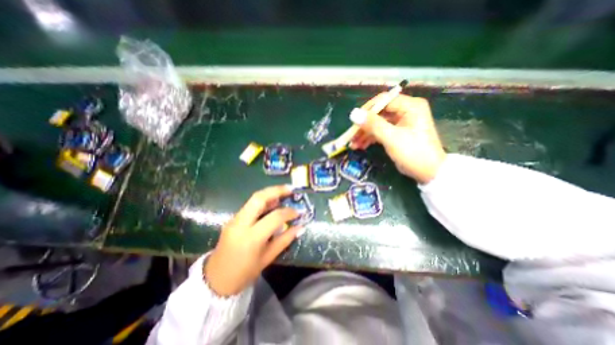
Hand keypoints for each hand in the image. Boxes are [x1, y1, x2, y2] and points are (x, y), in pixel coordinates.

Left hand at [204, 186, 300, 295]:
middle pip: (259, 198)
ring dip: (270, 193)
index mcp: (252, 237)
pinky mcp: (232, 219)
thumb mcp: (268, 258)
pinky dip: (263, 201)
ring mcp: (234, 219)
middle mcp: (241, 224)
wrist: (216, 280)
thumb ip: (285, 240)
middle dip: (276, 190)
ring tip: (284, 193)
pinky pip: (250, 205)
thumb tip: (300, 227)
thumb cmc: (244, 273)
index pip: (274, 217)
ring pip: (253, 199)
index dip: (289, 212)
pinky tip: (272, 203)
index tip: (298, 212)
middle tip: (290, 189)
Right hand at [350, 92, 447, 183]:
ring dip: (364, 134)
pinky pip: (380, 132)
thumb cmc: (413, 153)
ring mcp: (400, 122)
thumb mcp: (392, 138)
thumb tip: (353, 113)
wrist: (429, 173)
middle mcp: (405, 111)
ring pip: (377, 124)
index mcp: (410, 106)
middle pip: (378, 113)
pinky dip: (370, 138)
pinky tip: (360, 146)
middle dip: (363, 125)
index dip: (367, 110)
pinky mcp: (396, 133)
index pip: (383, 100)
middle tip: (351, 136)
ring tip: (353, 144)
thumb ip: (373, 125)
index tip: (354, 122)